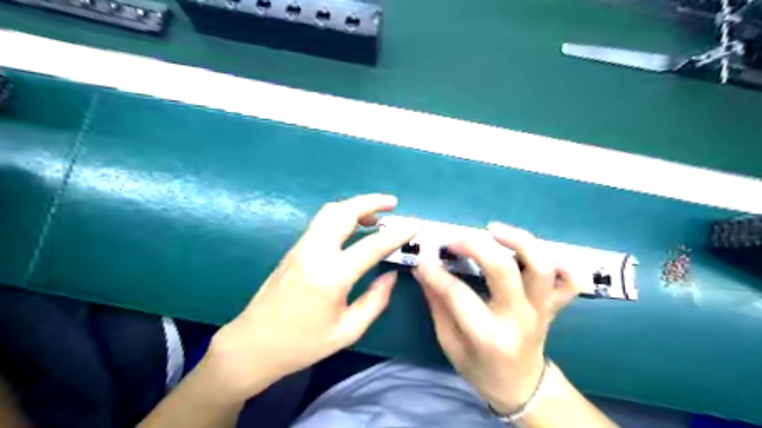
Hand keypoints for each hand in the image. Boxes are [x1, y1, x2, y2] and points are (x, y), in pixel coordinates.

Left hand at [206, 195, 416, 401]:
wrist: (253, 344)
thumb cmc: (302, 344)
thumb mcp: (347, 331)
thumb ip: (375, 301)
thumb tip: (390, 275)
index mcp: (331, 276)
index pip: (371, 246)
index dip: (396, 234)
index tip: (414, 225)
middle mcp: (314, 253)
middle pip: (343, 212)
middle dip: (371, 201)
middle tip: (392, 203)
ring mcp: (300, 247)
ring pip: (329, 212)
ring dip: (355, 206)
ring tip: (375, 216)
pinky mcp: (294, 249)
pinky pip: (321, 222)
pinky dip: (342, 216)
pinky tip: (353, 229)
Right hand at [415, 223, 580, 414]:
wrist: (521, 386)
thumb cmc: (479, 368)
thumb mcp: (449, 342)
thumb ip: (437, 304)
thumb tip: (423, 269)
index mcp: (487, 336)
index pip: (457, 294)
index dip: (435, 272)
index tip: (422, 258)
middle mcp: (518, 319)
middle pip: (503, 270)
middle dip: (476, 246)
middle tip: (456, 239)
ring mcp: (541, 310)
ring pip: (540, 267)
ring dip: (518, 241)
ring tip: (494, 229)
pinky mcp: (554, 305)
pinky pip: (570, 281)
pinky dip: (561, 262)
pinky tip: (537, 251)